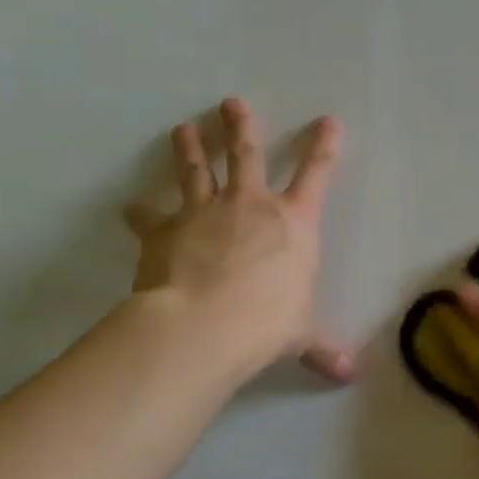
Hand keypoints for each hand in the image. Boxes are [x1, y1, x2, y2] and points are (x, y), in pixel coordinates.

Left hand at [123, 98, 354, 382]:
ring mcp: (204, 212)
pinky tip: (130, 208)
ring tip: (184, 129)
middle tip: (232, 103)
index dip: (324, 146)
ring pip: (198, 170)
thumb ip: (321, 349)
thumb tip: (347, 375)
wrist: (204, 325)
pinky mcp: (164, 230)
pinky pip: (150, 216)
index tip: (328, 121)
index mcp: (294, 223)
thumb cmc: (267, 323)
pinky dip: (140, 213)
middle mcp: (250, 206)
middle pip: (247, 155)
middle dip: (242, 128)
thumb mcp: (301, 335)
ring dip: (191, 148)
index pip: (317, 175)